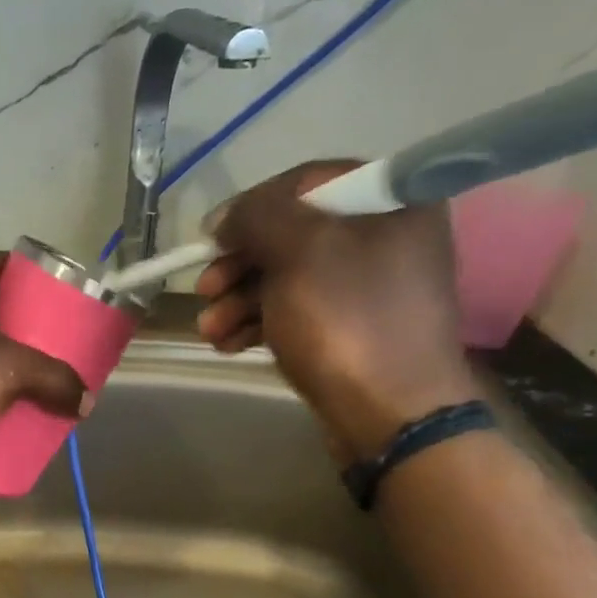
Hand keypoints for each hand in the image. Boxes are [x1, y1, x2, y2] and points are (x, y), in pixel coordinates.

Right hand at [195, 161, 478, 460]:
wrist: (391, 415)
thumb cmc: (347, 321)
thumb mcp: (300, 252)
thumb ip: (260, 217)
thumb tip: (227, 217)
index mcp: (391, 204)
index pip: (309, 183)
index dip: (253, 205)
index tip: (213, 236)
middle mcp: (385, 238)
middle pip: (293, 235)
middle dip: (239, 264)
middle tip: (205, 288)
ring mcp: (368, 289)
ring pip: (288, 278)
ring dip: (238, 300)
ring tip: (209, 329)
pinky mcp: (351, 330)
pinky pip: (298, 311)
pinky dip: (259, 323)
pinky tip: (228, 343)